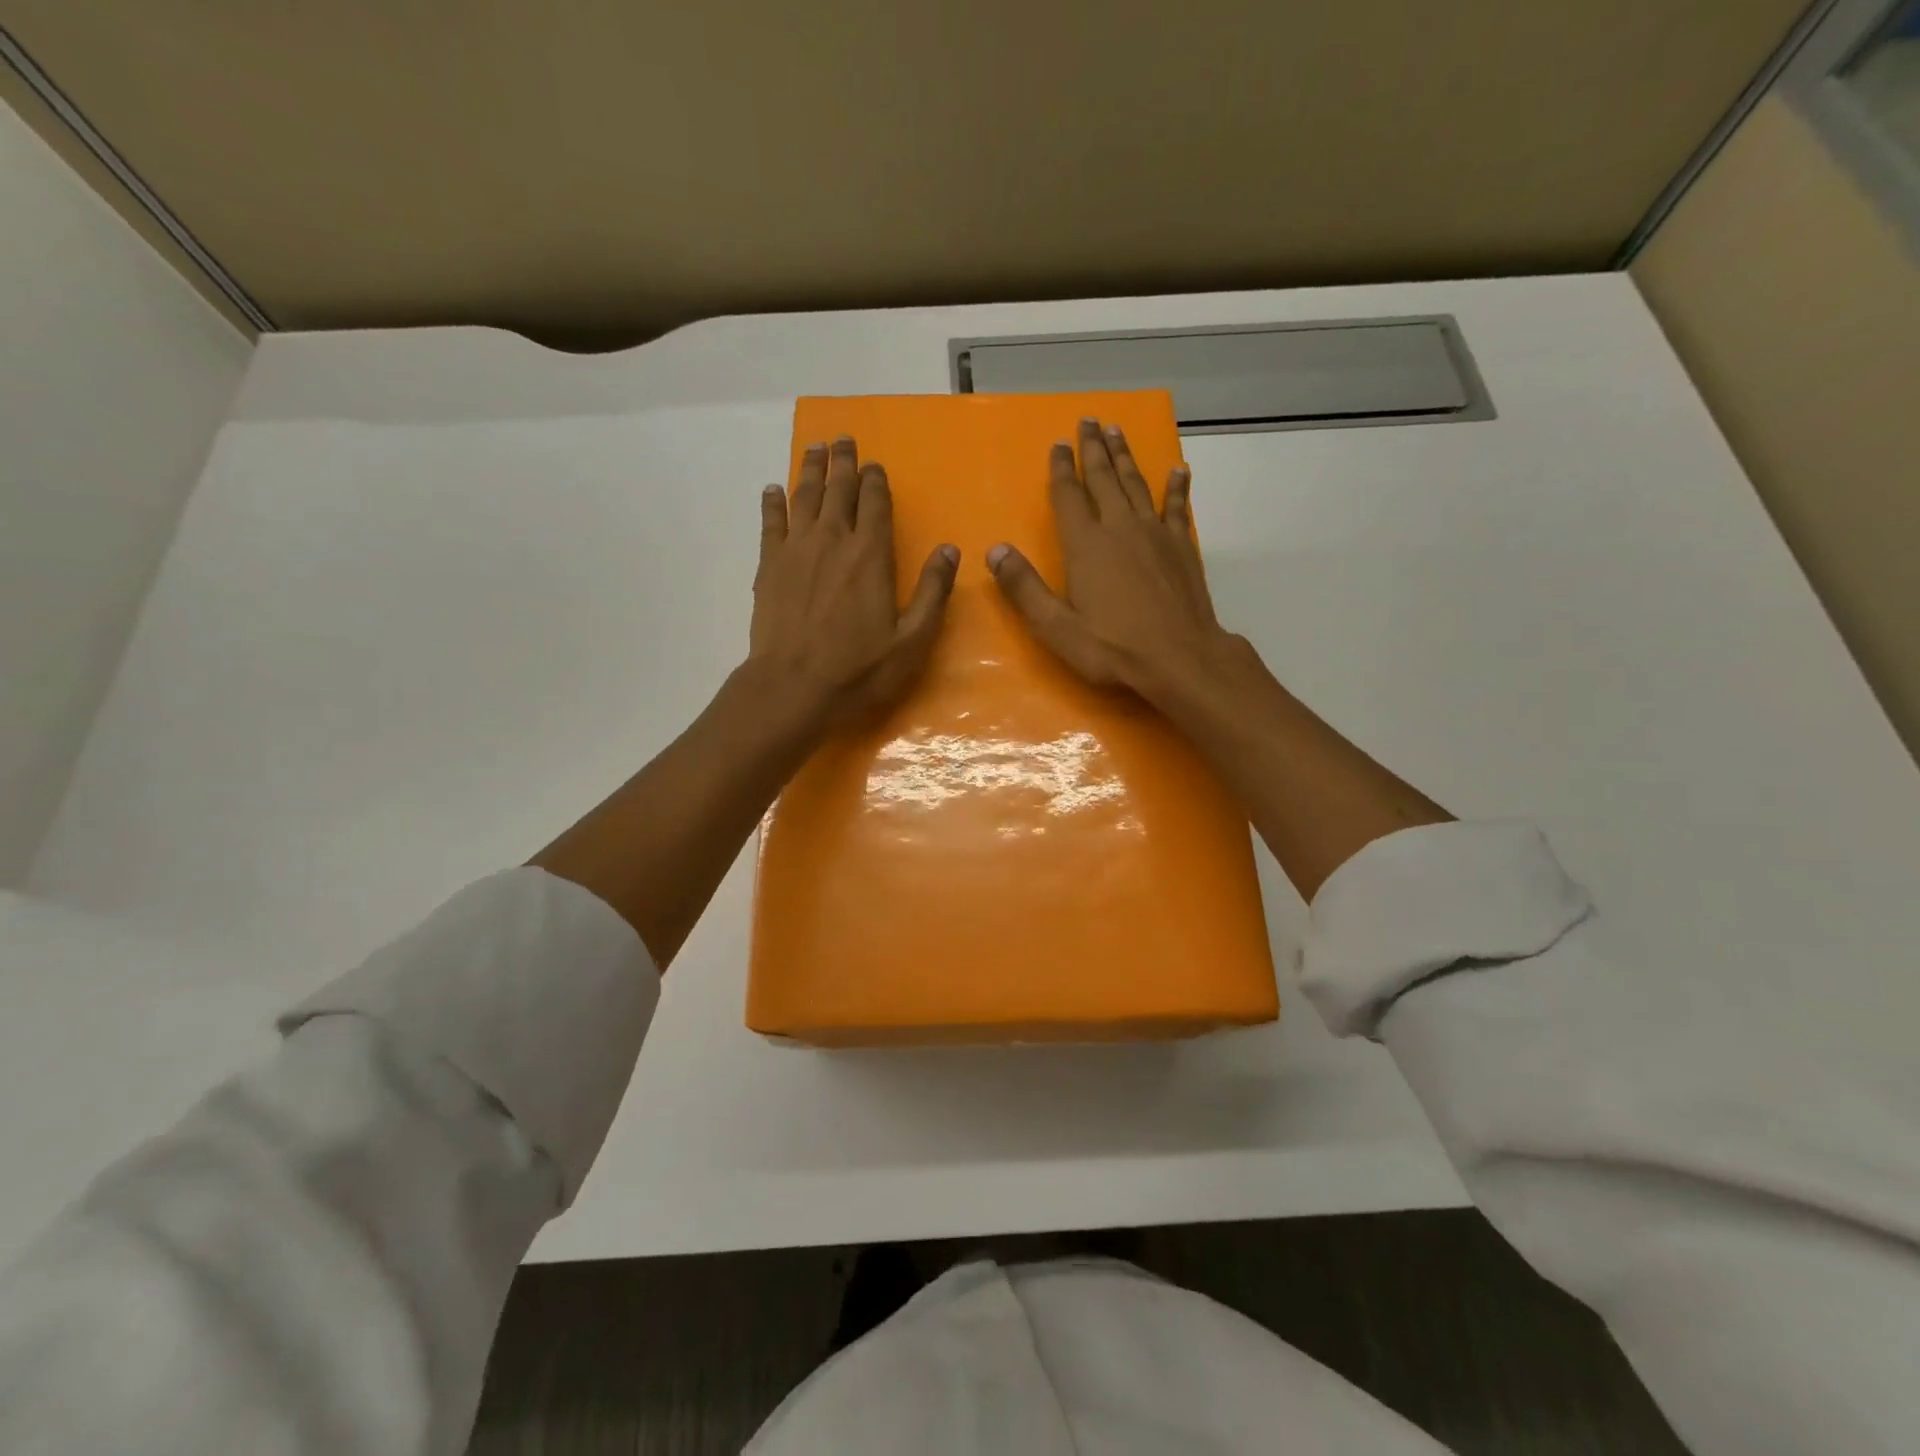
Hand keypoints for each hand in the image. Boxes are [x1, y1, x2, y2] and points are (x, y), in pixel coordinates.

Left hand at [751, 436, 958, 723]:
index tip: (875, 464)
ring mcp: (796, 550)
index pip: (875, 503)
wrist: (793, 687)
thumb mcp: (911, 640)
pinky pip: (771, 523)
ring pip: (804, 497)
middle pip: (838, 490)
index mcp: (871, 555)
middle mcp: (833, 541)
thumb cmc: (859, 669)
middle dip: (843, 463)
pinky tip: (773, 489)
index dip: (876, 481)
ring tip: (815, 448)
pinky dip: (772, 503)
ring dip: (810, 470)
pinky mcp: (768, 566)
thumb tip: (949, 550)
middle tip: (843, 439)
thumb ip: (932, 593)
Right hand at [987, 418, 1237, 703]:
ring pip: (1136, 484)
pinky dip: (1175, 487)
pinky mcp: (1182, 547)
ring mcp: (1155, 534)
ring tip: (1117, 431)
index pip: (1068, 495)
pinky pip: (1177, 507)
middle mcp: (1120, 528)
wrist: (1180, 659)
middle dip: (1094, 449)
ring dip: (1125, 457)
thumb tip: (995, 550)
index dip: (1061, 468)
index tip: (1058, 443)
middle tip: (1089, 421)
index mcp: (1086, 545)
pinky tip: (1177, 470)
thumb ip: (1025, 588)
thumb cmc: (1113, 648)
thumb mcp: (1056, 627)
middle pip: (1103, 479)